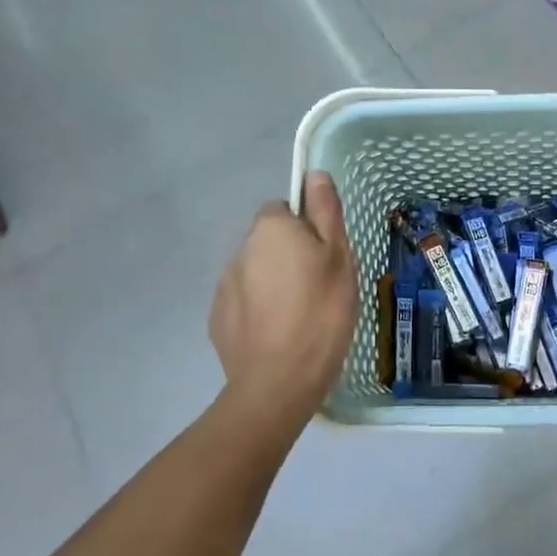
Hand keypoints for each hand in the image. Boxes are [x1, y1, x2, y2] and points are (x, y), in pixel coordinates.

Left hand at [209, 171, 357, 430]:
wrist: (278, 382)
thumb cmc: (320, 311)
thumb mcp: (338, 257)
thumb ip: (325, 211)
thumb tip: (315, 173)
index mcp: (270, 228)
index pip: (284, 209)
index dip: (306, 228)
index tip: (324, 255)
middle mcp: (241, 249)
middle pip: (269, 241)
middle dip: (289, 255)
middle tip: (319, 286)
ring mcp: (224, 285)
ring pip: (256, 272)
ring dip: (274, 283)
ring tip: (300, 315)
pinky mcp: (218, 319)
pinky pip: (244, 302)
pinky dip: (260, 310)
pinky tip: (279, 334)